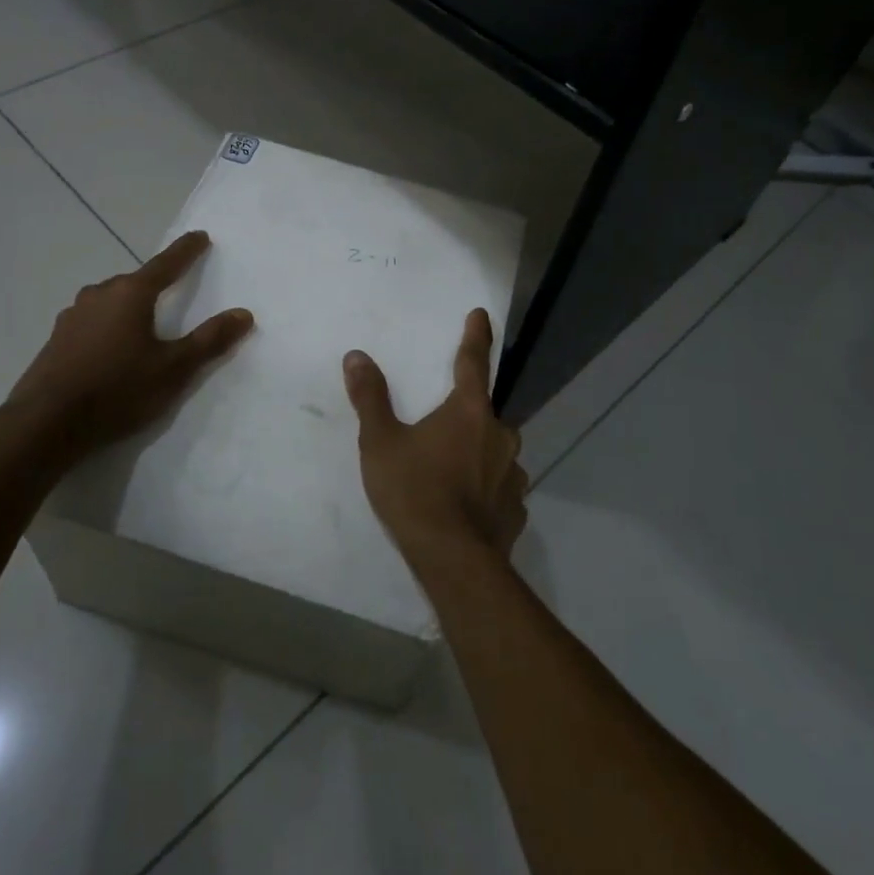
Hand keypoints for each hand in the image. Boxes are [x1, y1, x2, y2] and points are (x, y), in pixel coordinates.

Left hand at [7, 231, 253, 465]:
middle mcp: (99, 295)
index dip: (186, 251)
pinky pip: (92, 322)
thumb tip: (244, 314)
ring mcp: (73, 316)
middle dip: (155, 285)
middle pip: (135, 283)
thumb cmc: (118, 389)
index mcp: (131, 294)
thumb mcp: (174, 368)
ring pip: (110, 302)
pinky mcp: (57, 339)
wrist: (47, 423)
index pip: (166, 264)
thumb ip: (210, 340)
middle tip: (173, 294)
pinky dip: (108, 327)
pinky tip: (111, 351)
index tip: (200, 236)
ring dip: (128, 308)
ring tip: (143, 330)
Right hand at [343, 308, 527, 566]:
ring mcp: (513, 473)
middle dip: (467, 416)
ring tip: (452, 474)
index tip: (482, 315)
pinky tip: (469, 506)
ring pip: (495, 451)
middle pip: (484, 413)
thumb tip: (356, 357)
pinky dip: (487, 489)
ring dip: (478, 453)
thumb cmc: (414, 491)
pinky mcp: (517, 507)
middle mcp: (499, 435)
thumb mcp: (381, 442)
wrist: (452, 559)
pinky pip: (500, 487)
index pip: (473, 362)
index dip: (476, 337)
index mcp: (469, 412)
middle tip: (442, 431)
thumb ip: (371, 398)